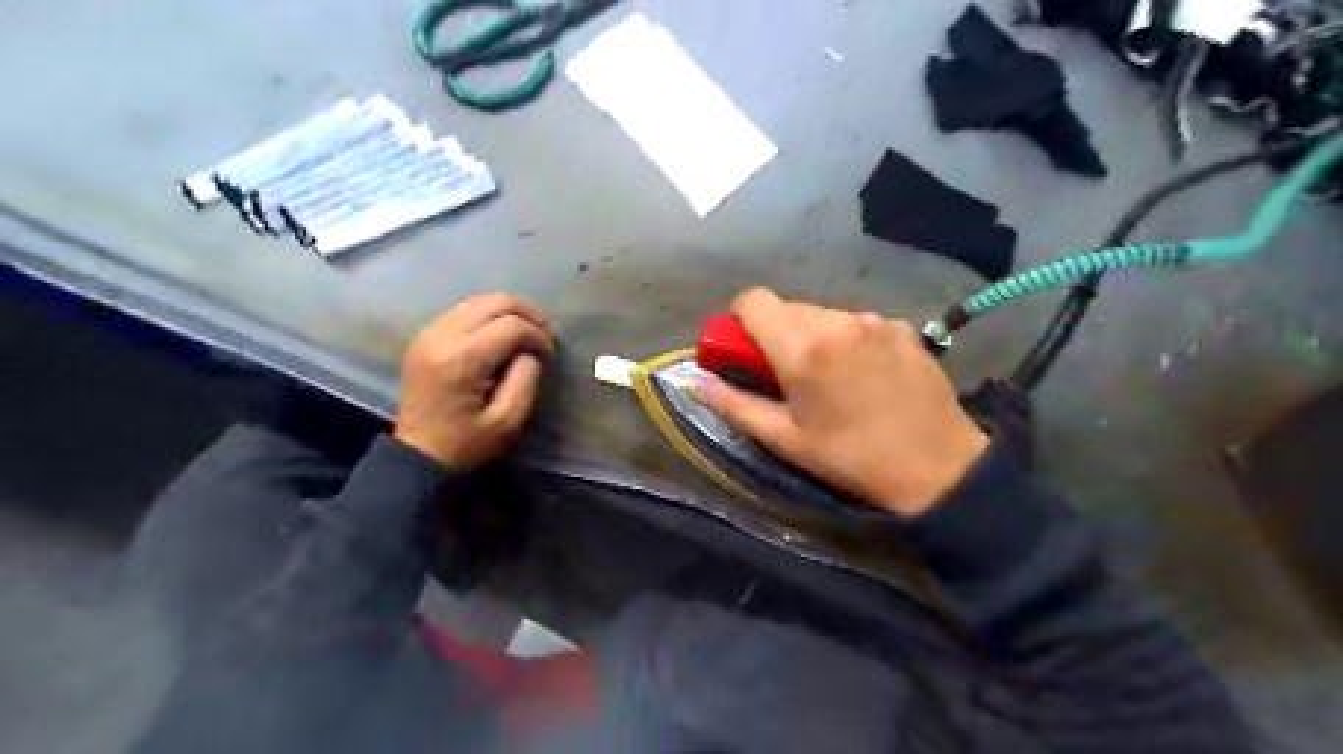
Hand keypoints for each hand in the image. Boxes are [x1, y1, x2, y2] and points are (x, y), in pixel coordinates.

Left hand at [395, 291, 552, 470]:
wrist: (417, 455)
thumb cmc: (466, 444)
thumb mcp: (508, 421)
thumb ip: (526, 379)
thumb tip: (530, 351)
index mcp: (461, 360)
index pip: (511, 326)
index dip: (537, 335)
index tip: (549, 355)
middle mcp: (441, 337)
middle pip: (494, 302)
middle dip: (527, 313)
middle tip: (544, 333)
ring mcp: (428, 334)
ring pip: (477, 300)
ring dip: (507, 311)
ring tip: (526, 331)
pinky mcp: (424, 337)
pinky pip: (462, 310)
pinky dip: (487, 315)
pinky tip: (499, 334)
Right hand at [704, 288, 983, 516]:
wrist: (938, 466)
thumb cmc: (850, 457)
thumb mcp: (785, 439)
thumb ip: (734, 405)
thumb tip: (695, 383)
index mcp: (801, 347)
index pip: (752, 300)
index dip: (741, 321)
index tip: (747, 353)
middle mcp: (836, 321)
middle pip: (787, 307)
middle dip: (778, 335)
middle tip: (789, 376)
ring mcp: (873, 320)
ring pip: (823, 314)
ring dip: (814, 337)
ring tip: (832, 379)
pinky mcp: (901, 326)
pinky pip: (857, 323)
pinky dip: (849, 340)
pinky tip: (866, 375)